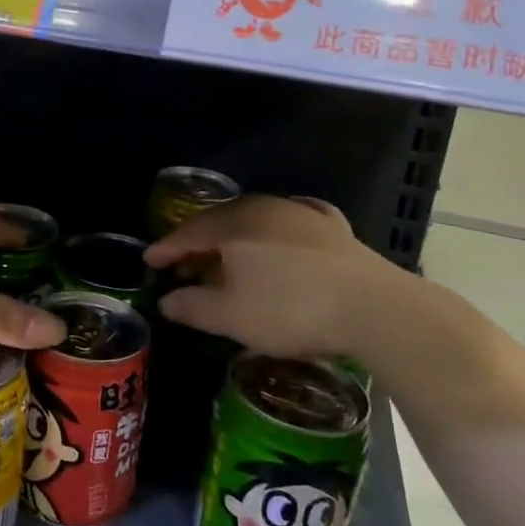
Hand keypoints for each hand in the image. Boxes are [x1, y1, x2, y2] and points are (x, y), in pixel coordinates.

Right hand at [142, 195, 416, 360]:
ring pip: (255, 220)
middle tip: (185, 266)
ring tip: (228, 259)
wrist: (375, 308)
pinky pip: (292, 221)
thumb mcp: (231, 317)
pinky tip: (282, 235)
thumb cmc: (290, 309)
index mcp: (233, 225)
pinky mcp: (332, 226)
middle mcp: (262, 208)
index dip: (166, 249)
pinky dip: (277, 230)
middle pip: (220, 222)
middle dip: (199, 243)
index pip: (188, 233)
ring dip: (236, 238)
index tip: (149, 262)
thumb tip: (165, 301)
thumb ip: (192, 307)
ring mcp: (300, 213)